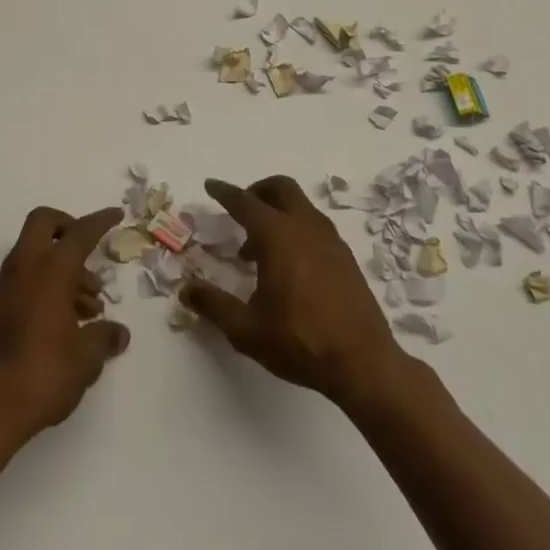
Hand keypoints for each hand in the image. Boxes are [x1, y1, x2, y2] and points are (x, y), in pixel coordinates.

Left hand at [0, 206, 130, 446]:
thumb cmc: (43, 374)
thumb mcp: (86, 358)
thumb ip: (105, 338)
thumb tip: (119, 333)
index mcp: (50, 269)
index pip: (80, 232)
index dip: (100, 221)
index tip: (116, 215)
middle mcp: (25, 267)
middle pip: (44, 224)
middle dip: (69, 228)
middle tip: (90, 254)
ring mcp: (7, 286)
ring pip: (36, 254)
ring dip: (63, 267)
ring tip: (90, 307)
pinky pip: (27, 277)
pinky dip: (48, 284)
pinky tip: (68, 320)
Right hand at [180, 176, 409, 405]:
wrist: (364, 363)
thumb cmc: (300, 342)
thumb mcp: (246, 329)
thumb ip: (213, 305)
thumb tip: (185, 289)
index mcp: (278, 237)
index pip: (245, 202)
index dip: (224, 193)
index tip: (211, 186)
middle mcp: (305, 228)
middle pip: (280, 189)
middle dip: (257, 192)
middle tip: (240, 212)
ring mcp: (330, 240)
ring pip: (301, 206)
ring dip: (277, 213)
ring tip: (258, 249)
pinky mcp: (345, 257)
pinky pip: (315, 226)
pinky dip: (296, 229)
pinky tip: (289, 266)